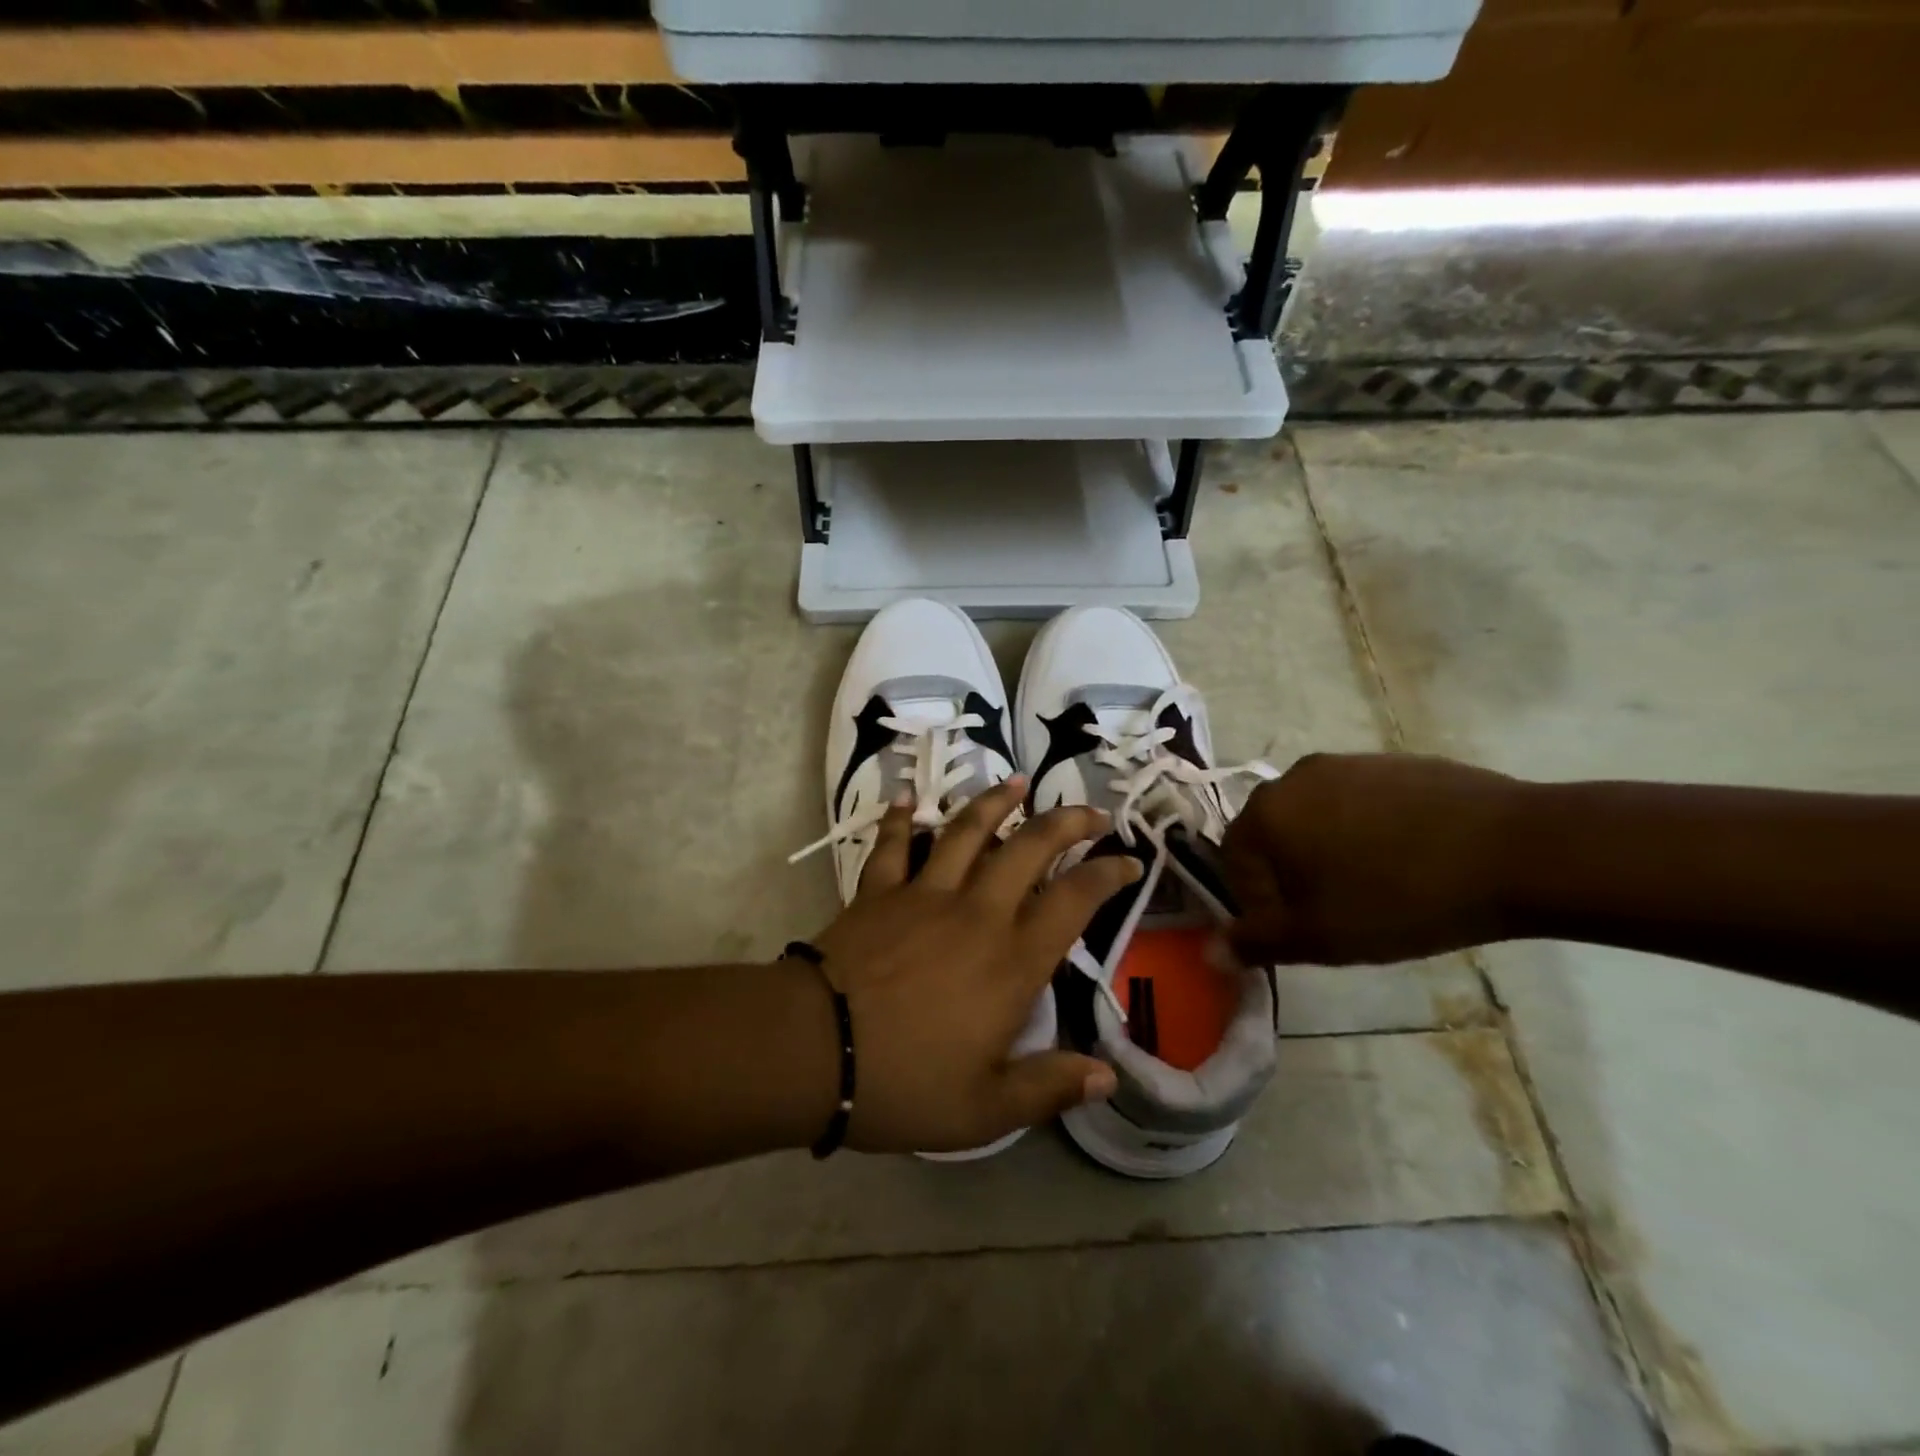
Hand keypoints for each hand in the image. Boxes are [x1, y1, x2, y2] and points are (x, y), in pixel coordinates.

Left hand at [810, 777, 1140, 1154]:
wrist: (814, 1049)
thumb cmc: (904, 1083)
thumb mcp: (985, 1108)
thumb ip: (1049, 1087)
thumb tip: (1108, 1076)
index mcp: (1011, 962)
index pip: (1075, 902)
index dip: (1108, 875)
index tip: (1130, 861)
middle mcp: (976, 913)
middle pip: (1029, 849)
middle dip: (1066, 823)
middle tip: (1090, 812)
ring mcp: (924, 894)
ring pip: (967, 832)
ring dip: (996, 803)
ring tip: (1017, 782)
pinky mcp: (878, 891)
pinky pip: (894, 844)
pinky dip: (901, 819)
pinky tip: (907, 798)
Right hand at [1219, 753, 1522, 966]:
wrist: (1515, 849)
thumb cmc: (1398, 898)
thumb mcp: (1320, 938)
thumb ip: (1258, 943)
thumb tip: (1212, 951)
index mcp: (1266, 812)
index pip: (1233, 862)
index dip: (1259, 903)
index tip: (1302, 931)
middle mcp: (1294, 777)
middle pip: (1274, 836)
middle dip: (1293, 876)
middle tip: (1337, 913)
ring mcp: (1346, 763)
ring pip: (1317, 818)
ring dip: (1329, 853)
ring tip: (1378, 888)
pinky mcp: (1393, 762)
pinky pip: (1359, 803)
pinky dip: (1369, 832)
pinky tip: (1410, 860)